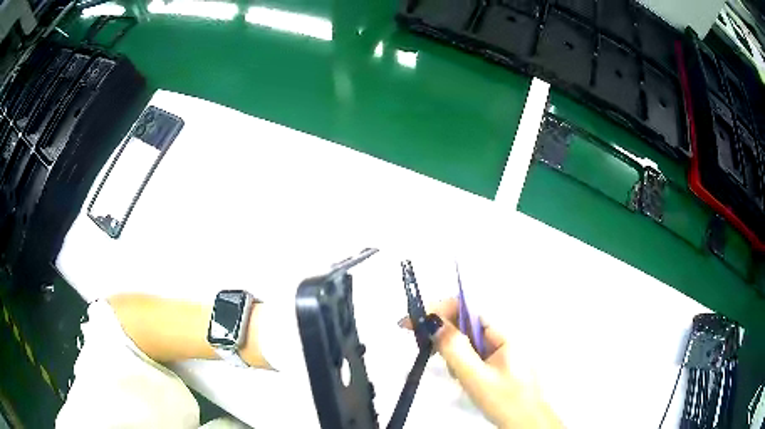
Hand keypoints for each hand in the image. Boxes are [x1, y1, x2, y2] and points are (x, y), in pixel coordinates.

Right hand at [400, 298, 562, 428]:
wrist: (528, 423)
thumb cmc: (506, 400)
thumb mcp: (476, 377)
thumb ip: (455, 349)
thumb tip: (432, 321)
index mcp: (503, 332)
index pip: (467, 307)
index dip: (439, 309)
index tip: (412, 321)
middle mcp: (503, 334)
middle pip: (466, 321)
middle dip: (444, 332)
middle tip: (423, 347)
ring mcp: (501, 348)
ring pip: (468, 339)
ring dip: (453, 350)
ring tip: (452, 372)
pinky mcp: (498, 361)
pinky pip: (474, 352)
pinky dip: (461, 361)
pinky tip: (461, 376)